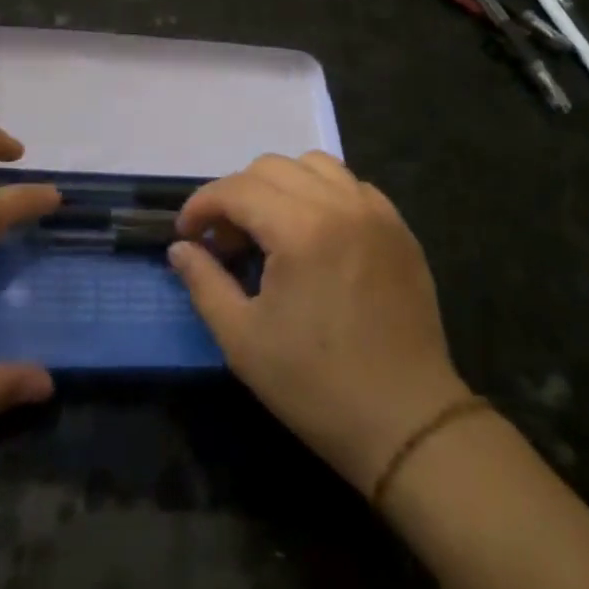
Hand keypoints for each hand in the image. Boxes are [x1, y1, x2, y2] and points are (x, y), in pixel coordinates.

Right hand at [169, 152, 471, 492]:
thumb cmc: (317, 385)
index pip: (236, 189)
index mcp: (300, 229)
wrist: (407, 423)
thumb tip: (180, 247)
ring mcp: (375, 212)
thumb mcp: (243, 340)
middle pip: (271, 167)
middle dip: (236, 195)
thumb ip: (204, 282)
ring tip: (271, 229)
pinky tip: (315, 234)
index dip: (201, 205)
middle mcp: (340, 204)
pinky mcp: (399, 228)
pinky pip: (351, 185)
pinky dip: (323, 194)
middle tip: (226, 242)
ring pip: (314, 165)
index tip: (187, 234)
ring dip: (280, 185)